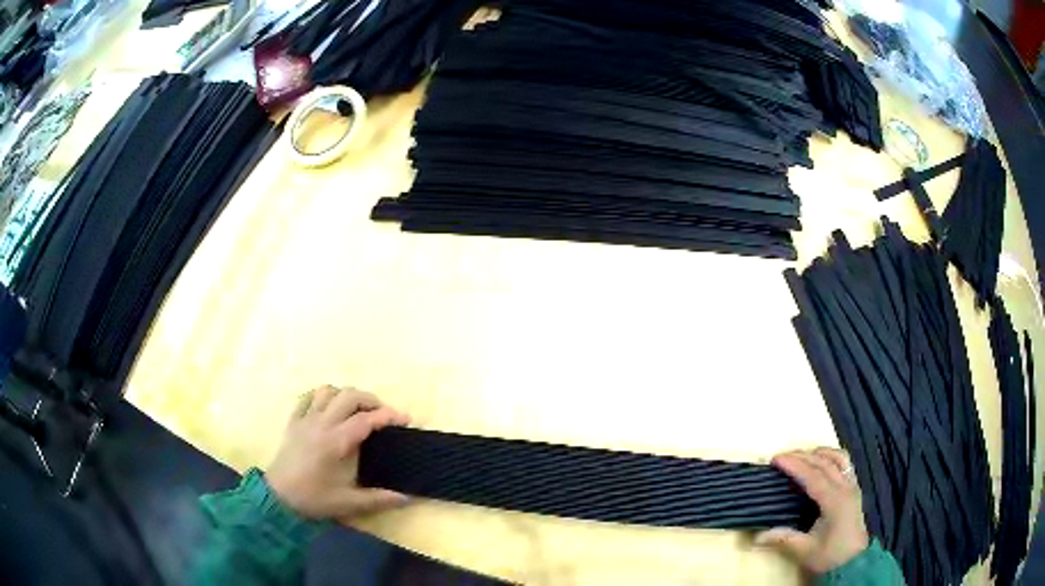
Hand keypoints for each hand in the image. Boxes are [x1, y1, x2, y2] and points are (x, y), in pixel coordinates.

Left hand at [265, 385, 410, 521]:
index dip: (388, 415)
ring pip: (328, 391)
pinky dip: (322, 396)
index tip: (405, 419)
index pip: (366, 419)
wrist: (278, 497)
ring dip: (346, 395)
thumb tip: (407, 498)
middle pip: (349, 396)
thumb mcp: (348, 503)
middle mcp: (321, 424)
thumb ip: (379, 499)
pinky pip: (307, 397)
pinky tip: (328, 407)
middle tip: (382, 414)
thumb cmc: (314, 499)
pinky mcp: (293, 421)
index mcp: (336, 442)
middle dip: (370, 400)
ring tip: (356, 410)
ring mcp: (305, 419)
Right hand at [755, 448, 868, 573]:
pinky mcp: (854, 488)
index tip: (775, 459)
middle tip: (781, 456)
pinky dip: (830, 457)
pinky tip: (821, 463)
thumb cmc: (830, 556)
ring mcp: (852, 486)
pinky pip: (845, 464)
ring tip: (801, 456)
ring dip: (819, 453)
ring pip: (838, 458)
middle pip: (824, 462)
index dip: (794, 465)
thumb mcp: (805, 551)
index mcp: (834, 501)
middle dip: (802, 456)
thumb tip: (758, 536)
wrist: (854, 561)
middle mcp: (845, 487)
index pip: (812, 475)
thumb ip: (784, 539)